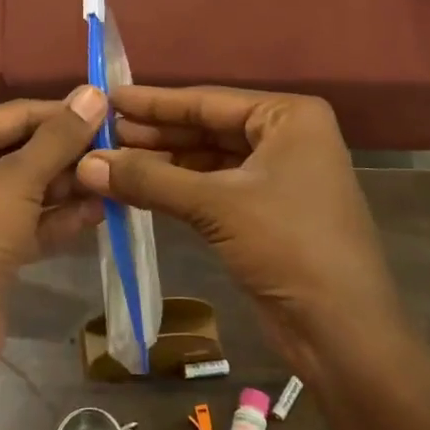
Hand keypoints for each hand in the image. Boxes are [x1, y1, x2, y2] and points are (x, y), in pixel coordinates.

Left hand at [0, 88, 107, 393]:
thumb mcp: (16, 180)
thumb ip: (59, 138)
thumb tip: (94, 92)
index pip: (14, 114)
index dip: (63, 114)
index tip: (112, 113)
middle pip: (22, 152)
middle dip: (68, 155)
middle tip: (120, 151)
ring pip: (28, 190)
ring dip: (69, 187)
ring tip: (116, 180)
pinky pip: (28, 224)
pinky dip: (59, 219)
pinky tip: (100, 212)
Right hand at [75, 86, 402, 374]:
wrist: (342, 331)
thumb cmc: (288, 246)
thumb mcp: (215, 205)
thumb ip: (150, 179)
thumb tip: (86, 162)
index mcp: (290, 116)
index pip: (209, 100)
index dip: (155, 102)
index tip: (109, 97)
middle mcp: (288, 137)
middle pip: (209, 127)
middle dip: (156, 134)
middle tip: (102, 133)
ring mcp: (280, 176)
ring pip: (210, 160)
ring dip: (164, 164)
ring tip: (111, 161)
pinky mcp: (270, 212)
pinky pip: (216, 188)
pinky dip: (180, 190)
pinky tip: (141, 189)